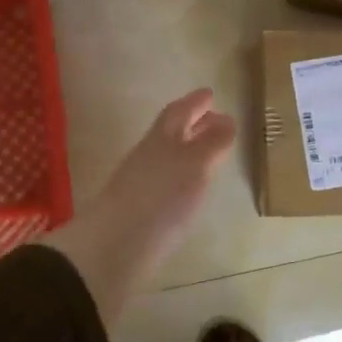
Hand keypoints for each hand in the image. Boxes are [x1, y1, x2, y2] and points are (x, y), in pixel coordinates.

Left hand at [43, 90, 235, 323]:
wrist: (115, 247)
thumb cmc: (161, 197)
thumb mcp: (194, 165)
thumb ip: (212, 143)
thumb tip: (226, 120)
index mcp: (162, 139)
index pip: (179, 112)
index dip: (195, 102)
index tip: (210, 94)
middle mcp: (149, 156)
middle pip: (171, 133)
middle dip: (193, 123)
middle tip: (214, 119)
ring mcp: (141, 184)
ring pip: (168, 157)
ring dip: (188, 149)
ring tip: (209, 154)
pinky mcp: (141, 211)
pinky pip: (165, 181)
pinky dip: (181, 176)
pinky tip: (191, 189)